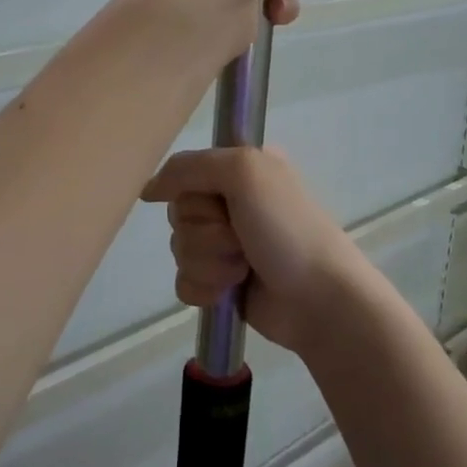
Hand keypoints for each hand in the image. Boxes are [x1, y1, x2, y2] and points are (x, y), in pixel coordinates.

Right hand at [141, 146, 368, 357]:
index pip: (185, 173)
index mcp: (240, 169)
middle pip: (179, 213)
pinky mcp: (221, 282)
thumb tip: (148, 191)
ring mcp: (225, 244)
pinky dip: (204, 287)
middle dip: (205, 232)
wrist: (319, 298)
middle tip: (240, 238)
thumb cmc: (287, 227)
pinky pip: (184, 280)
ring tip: (244, 268)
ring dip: (209, 262)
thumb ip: (188, 168)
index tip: (219, 200)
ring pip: (179, 248)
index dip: (195, 192)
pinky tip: (229, 291)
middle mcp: (231, 202)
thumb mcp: (243, 171)